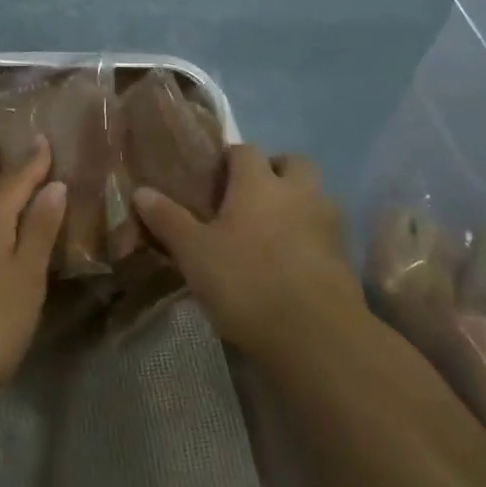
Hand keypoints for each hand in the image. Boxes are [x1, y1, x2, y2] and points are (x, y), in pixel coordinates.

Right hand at [134, 145, 363, 363]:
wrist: (315, 336)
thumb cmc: (246, 282)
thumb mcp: (194, 253)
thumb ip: (168, 219)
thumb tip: (141, 191)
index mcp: (258, 182)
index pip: (245, 150)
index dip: (229, 159)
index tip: (213, 179)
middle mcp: (297, 191)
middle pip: (292, 162)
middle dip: (274, 171)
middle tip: (249, 198)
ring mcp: (327, 223)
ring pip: (315, 195)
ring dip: (298, 203)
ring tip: (272, 231)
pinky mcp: (344, 257)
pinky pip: (326, 232)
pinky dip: (311, 238)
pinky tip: (292, 264)